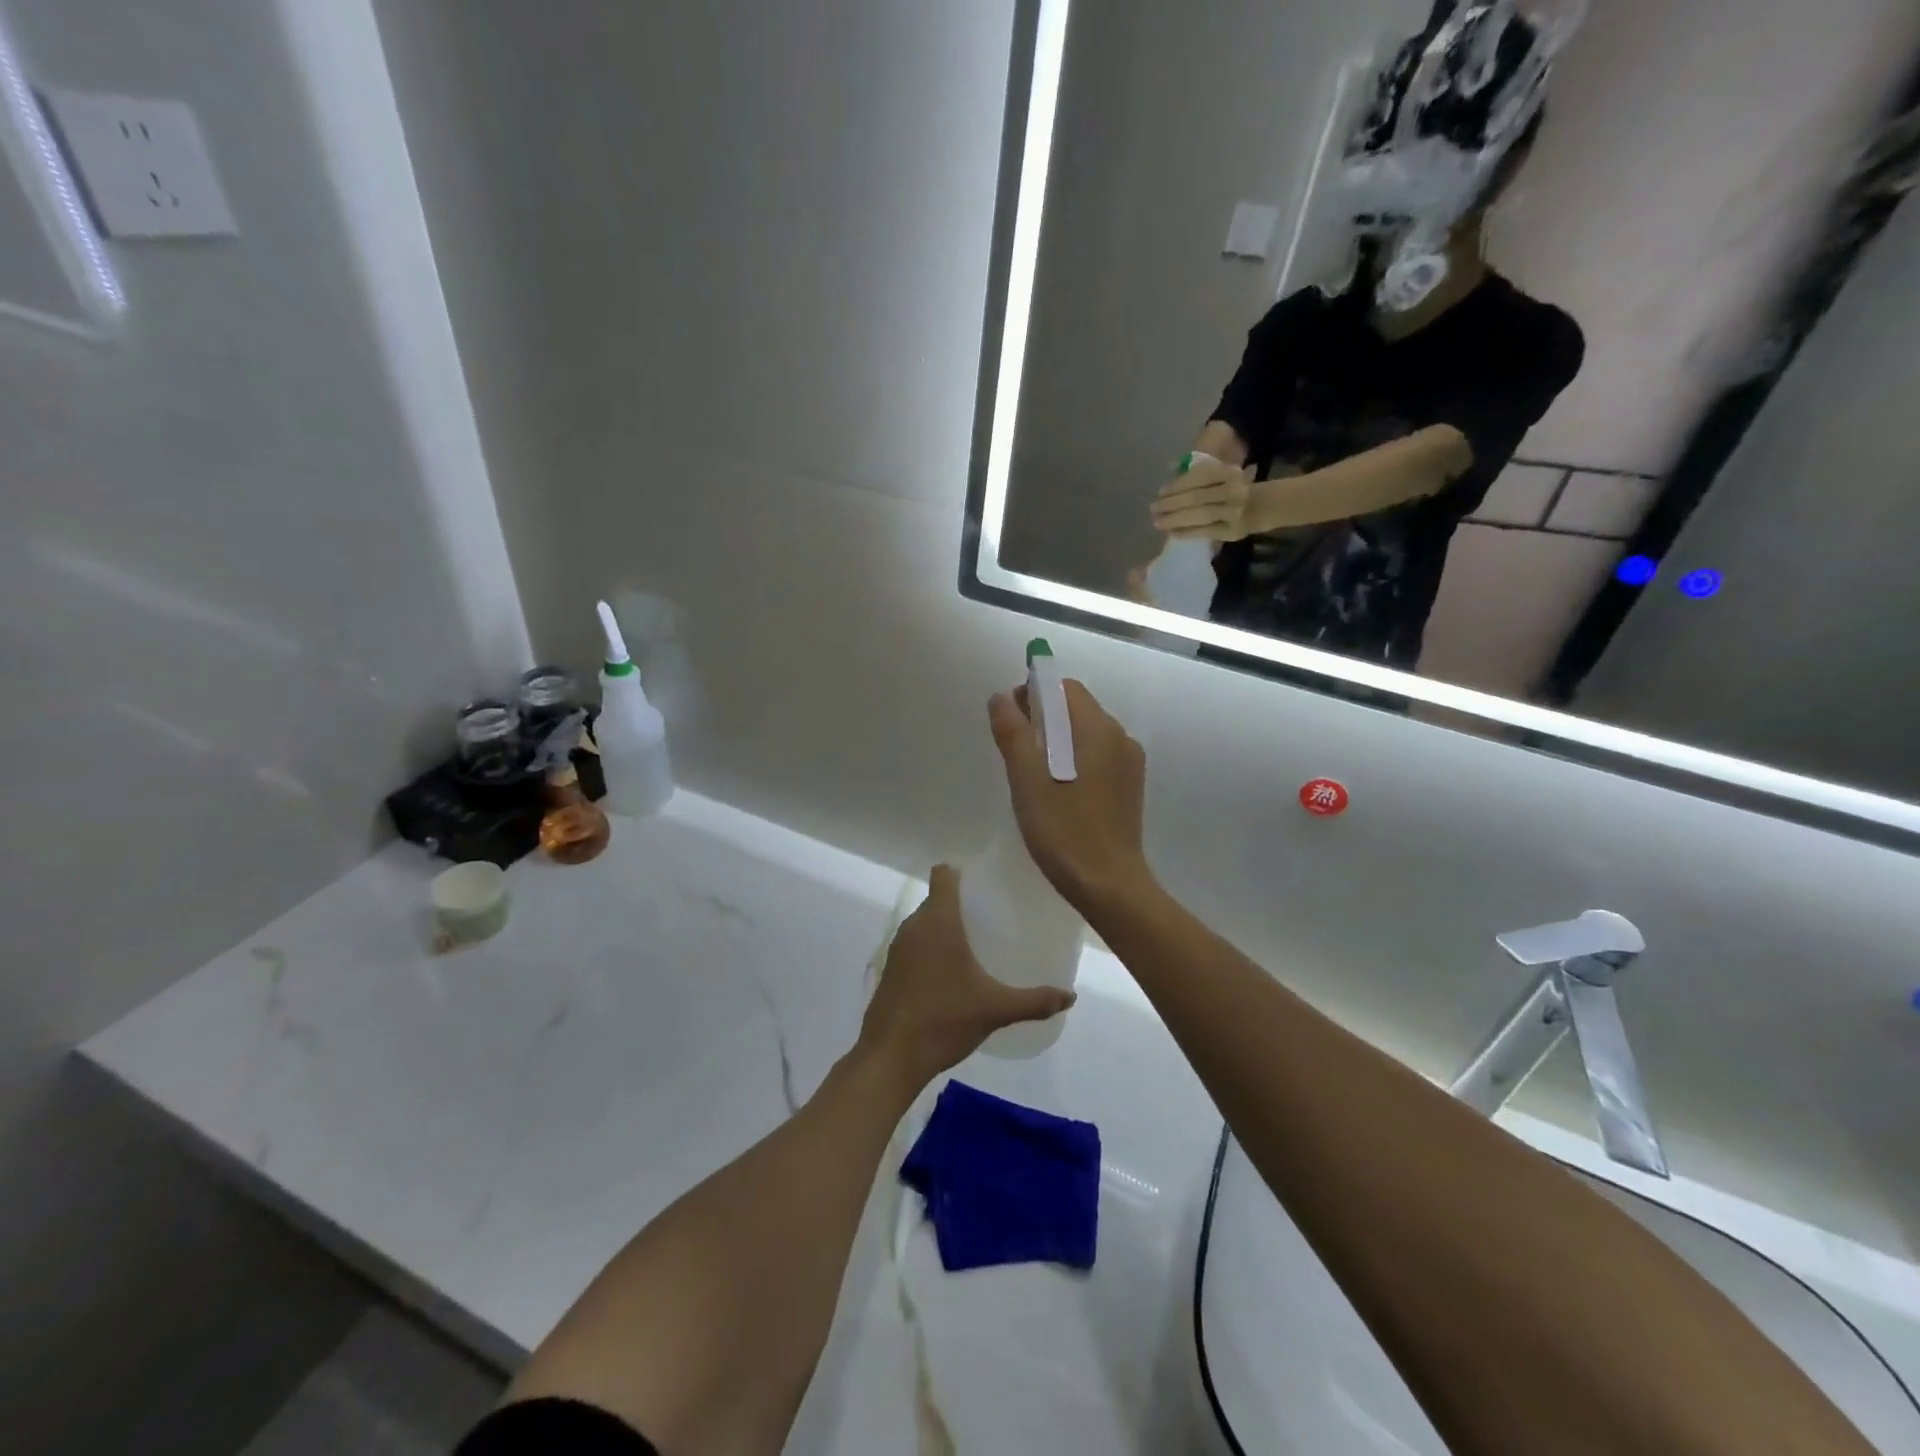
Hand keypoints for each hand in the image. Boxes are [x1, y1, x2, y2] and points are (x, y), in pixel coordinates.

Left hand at [859, 865, 1074, 1086]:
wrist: (891, 1056)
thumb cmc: (944, 1020)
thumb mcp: (996, 1009)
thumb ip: (1035, 1001)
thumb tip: (1070, 996)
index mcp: (939, 921)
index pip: (943, 875)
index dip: (961, 872)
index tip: (985, 883)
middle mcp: (915, 926)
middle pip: (937, 899)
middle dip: (961, 903)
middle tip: (992, 917)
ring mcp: (898, 948)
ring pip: (924, 923)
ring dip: (945, 928)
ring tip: (975, 943)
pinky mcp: (890, 969)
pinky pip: (914, 944)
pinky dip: (931, 948)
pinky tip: (951, 972)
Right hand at [988, 681, 1150, 912]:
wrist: (1108, 886)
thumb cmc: (1063, 830)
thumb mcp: (1027, 781)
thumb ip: (1013, 734)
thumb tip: (1001, 697)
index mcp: (1098, 729)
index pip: (1065, 689)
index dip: (1035, 695)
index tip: (1012, 724)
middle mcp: (1120, 737)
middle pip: (1076, 709)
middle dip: (1044, 720)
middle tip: (1018, 755)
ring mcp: (1129, 764)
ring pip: (1086, 734)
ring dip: (1058, 742)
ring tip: (1035, 778)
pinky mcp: (1130, 787)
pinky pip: (1098, 757)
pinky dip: (1075, 761)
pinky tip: (1060, 793)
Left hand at [1150, 456, 1263, 540]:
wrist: (1263, 506)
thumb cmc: (1233, 487)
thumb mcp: (1220, 474)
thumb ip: (1198, 472)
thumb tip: (1170, 468)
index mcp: (1229, 472)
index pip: (1198, 477)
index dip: (1177, 485)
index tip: (1160, 492)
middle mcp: (1233, 491)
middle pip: (1195, 497)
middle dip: (1170, 504)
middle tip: (1153, 509)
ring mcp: (1234, 512)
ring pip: (1199, 515)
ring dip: (1174, 519)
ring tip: (1158, 522)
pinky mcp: (1232, 531)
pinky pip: (1204, 532)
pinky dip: (1186, 532)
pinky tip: (1172, 532)